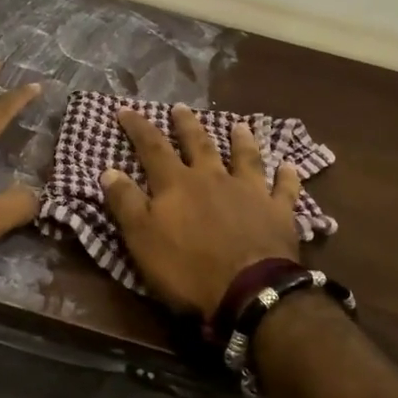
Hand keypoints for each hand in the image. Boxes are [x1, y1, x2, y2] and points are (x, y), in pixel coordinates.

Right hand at [102, 105, 303, 322]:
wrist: (249, 290)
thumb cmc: (188, 268)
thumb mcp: (142, 239)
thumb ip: (126, 203)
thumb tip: (109, 170)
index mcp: (177, 184)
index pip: (152, 147)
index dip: (138, 127)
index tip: (126, 109)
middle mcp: (213, 178)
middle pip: (199, 144)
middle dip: (186, 125)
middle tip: (180, 107)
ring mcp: (249, 192)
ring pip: (245, 158)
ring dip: (241, 140)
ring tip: (239, 125)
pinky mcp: (278, 212)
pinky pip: (285, 188)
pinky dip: (287, 176)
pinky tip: (289, 165)